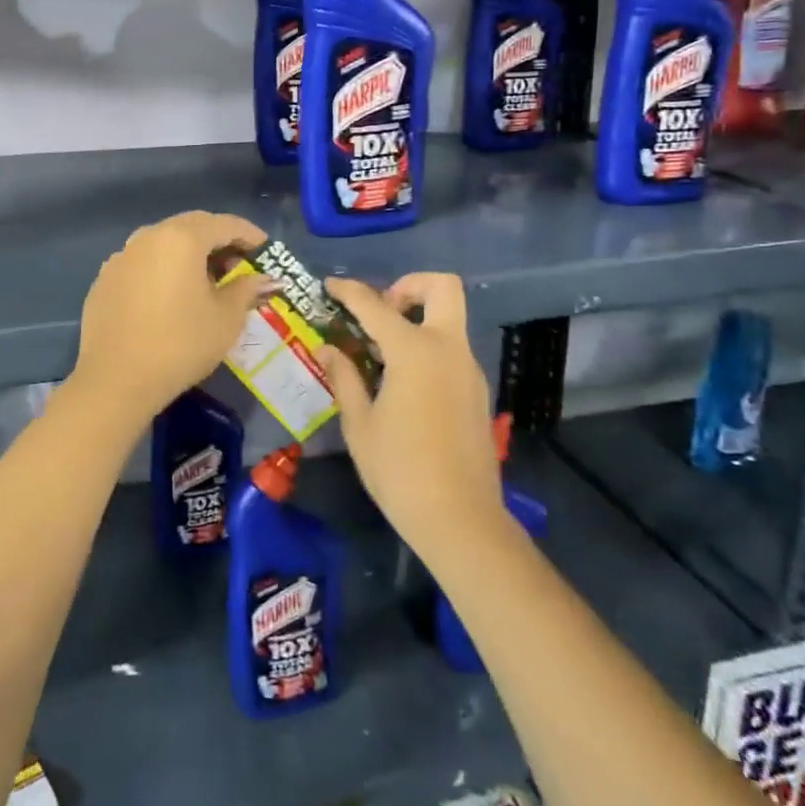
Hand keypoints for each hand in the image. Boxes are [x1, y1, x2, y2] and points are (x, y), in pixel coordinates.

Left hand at [71, 212, 269, 429]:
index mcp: (182, 239)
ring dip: (190, 253)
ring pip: (164, 242)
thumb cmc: (180, 345)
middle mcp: (148, 237)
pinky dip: (164, 269)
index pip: (224, 223)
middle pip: (192, 226)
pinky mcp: (105, 279)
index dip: (250, 234)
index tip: (267, 250)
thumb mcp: (226, 319)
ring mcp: (122, 257)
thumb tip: (262, 279)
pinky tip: (171, 296)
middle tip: (240, 264)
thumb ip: (246, 290)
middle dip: (219, 240)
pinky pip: (143, 262)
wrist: (115, 381)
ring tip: (207, 281)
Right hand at [320, 273, 501, 552]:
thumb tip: (328, 349)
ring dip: (418, 319)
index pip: (375, 305)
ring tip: (381, 354)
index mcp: (414, 351)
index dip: (349, 291)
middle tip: (380, 312)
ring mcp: (468, 369)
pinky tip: (403, 383)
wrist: (461, 520)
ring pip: (449, 319)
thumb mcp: (360, 424)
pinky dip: (428, 347)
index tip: (330, 286)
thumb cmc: (400, 471)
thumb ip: (344, 377)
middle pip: (442, 286)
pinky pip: (452, 349)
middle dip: (409, 285)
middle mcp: (448, 349)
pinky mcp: (477, 391)